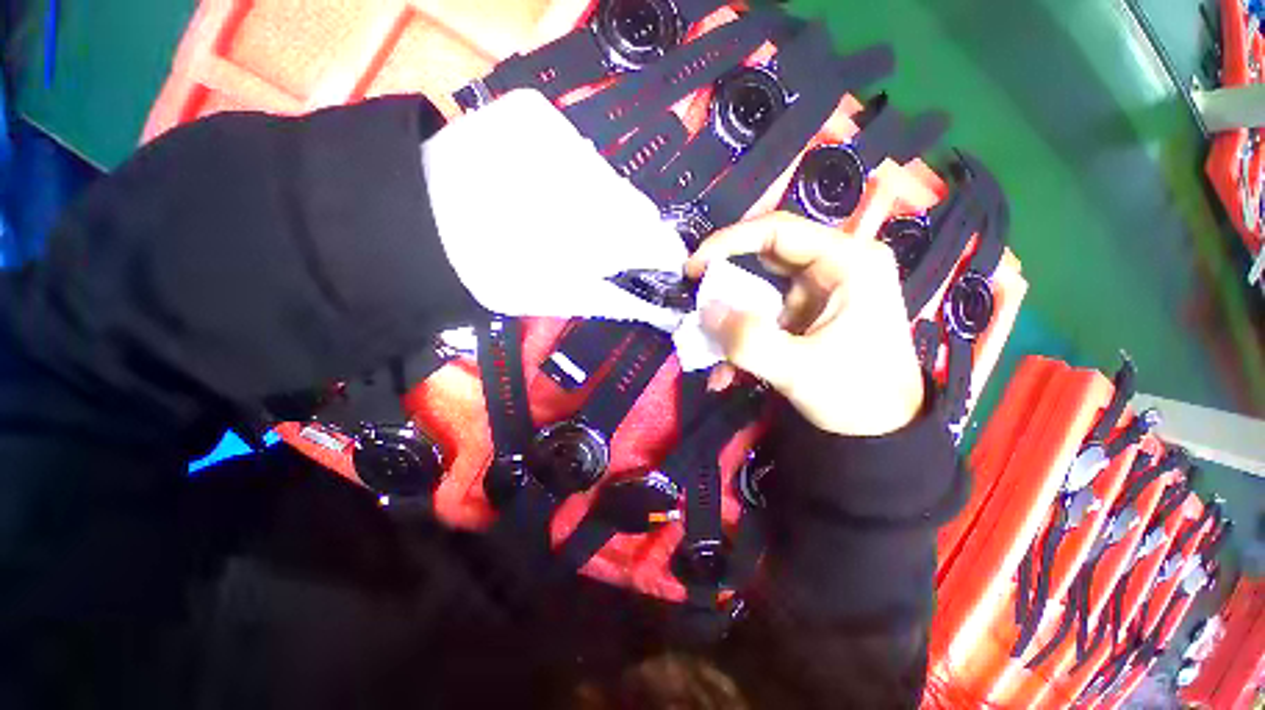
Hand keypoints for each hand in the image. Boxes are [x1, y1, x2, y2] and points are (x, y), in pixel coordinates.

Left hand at [423, 90, 687, 329]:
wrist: (417, 221)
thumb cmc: (492, 272)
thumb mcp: (560, 299)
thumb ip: (619, 299)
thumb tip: (661, 308)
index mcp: (592, 234)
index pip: (656, 239)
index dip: (661, 254)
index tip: (659, 264)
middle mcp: (585, 176)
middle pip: (635, 204)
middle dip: (626, 228)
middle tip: (597, 244)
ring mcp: (558, 133)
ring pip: (607, 175)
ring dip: (598, 198)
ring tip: (561, 213)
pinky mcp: (533, 109)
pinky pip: (576, 146)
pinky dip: (571, 169)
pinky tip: (541, 183)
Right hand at [685, 212, 924, 436]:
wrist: (885, 430)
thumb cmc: (857, 395)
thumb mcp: (799, 370)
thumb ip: (748, 341)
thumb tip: (706, 310)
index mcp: (848, 262)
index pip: (777, 230)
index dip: (728, 242)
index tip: (693, 268)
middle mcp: (836, 265)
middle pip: (765, 256)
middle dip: (726, 283)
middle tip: (699, 304)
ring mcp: (821, 290)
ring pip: (760, 288)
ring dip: (732, 319)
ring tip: (712, 349)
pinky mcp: (809, 312)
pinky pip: (765, 313)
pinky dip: (743, 336)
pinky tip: (730, 371)